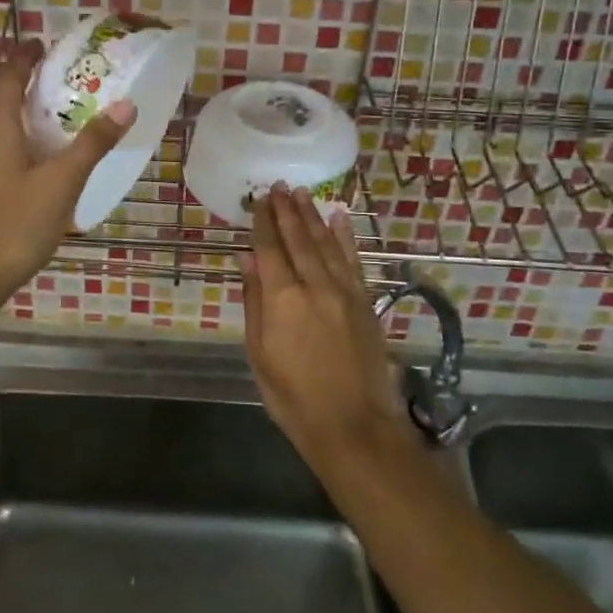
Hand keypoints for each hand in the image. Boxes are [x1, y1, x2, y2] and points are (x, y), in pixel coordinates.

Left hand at [0, 38, 135, 301]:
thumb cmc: (17, 222)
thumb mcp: (63, 181)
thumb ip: (93, 142)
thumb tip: (125, 104)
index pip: (7, 76)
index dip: (23, 56)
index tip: (41, 43)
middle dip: (6, 77)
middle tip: (38, 78)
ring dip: (1, 104)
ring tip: (37, 112)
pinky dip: (0, 131)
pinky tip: (27, 154)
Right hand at [240, 186, 418, 477]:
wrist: (353, 426)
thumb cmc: (293, 396)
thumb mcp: (259, 353)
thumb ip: (254, 301)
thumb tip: (246, 258)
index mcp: (283, 298)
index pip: (270, 248)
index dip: (263, 222)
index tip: (258, 199)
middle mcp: (315, 285)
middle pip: (299, 238)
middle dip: (286, 210)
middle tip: (277, 186)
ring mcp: (344, 290)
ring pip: (326, 242)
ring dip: (312, 215)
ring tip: (301, 192)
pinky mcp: (365, 300)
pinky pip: (353, 259)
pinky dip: (345, 235)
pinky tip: (339, 217)